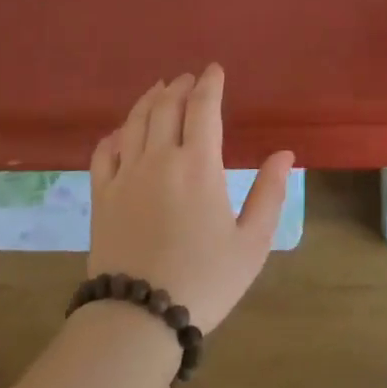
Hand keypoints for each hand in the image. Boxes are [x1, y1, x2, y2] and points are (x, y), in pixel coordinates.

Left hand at [87, 64, 293, 331]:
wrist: (140, 317)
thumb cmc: (205, 280)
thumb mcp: (252, 243)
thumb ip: (269, 194)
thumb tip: (284, 153)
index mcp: (199, 166)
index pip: (203, 108)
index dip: (209, 84)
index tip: (214, 69)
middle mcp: (159, 159)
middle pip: (166, 106)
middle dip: (180, 86)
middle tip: (189, 78)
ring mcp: (125, 175)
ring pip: (135, 121)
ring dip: (149, 99)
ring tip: (160, 90)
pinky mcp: (102, 195)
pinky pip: (105, 151)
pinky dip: (116, 133)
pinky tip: (123, 131)